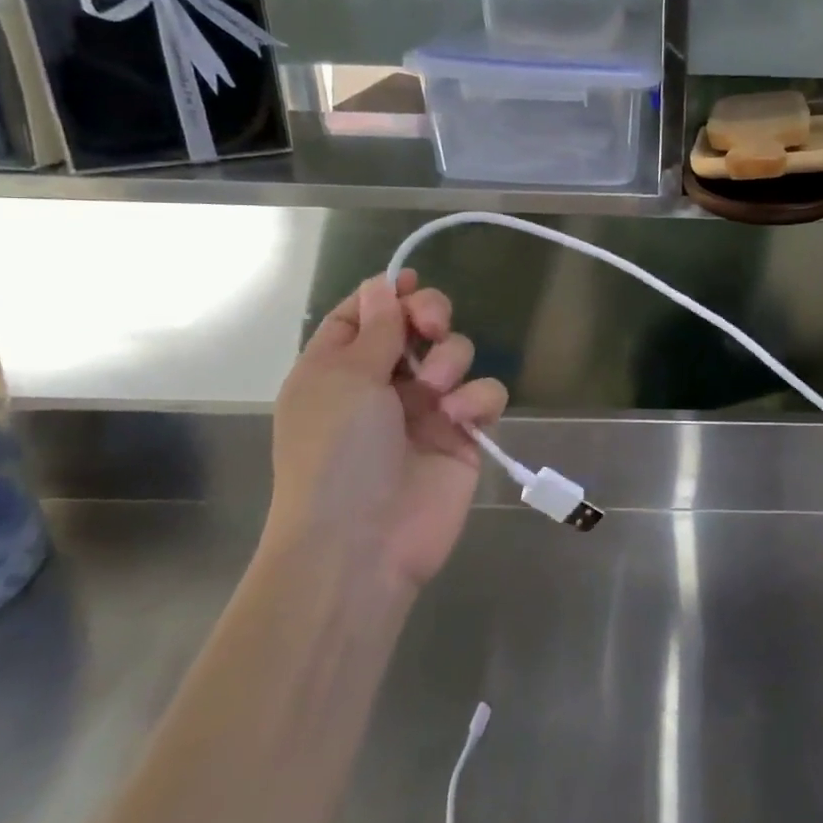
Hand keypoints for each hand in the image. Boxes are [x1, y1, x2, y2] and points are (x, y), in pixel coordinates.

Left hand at [270, 270, 507, 591]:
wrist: (362, 542)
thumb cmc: (337, 452)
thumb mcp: (344, 379)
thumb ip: (375, 328)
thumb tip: (382, 283)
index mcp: (339, 368)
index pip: (365, 314)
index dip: (388, 294)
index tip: (412, 281)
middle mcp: (383, 383)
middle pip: (418, 326)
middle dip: (430, 316)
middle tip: (432, 327)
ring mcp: (426, 409)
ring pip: (457, 354)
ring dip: (451, 360)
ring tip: (437, 391)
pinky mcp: (464, 435)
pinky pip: (485, 395)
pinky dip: (477, 399)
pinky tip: (461, 418)